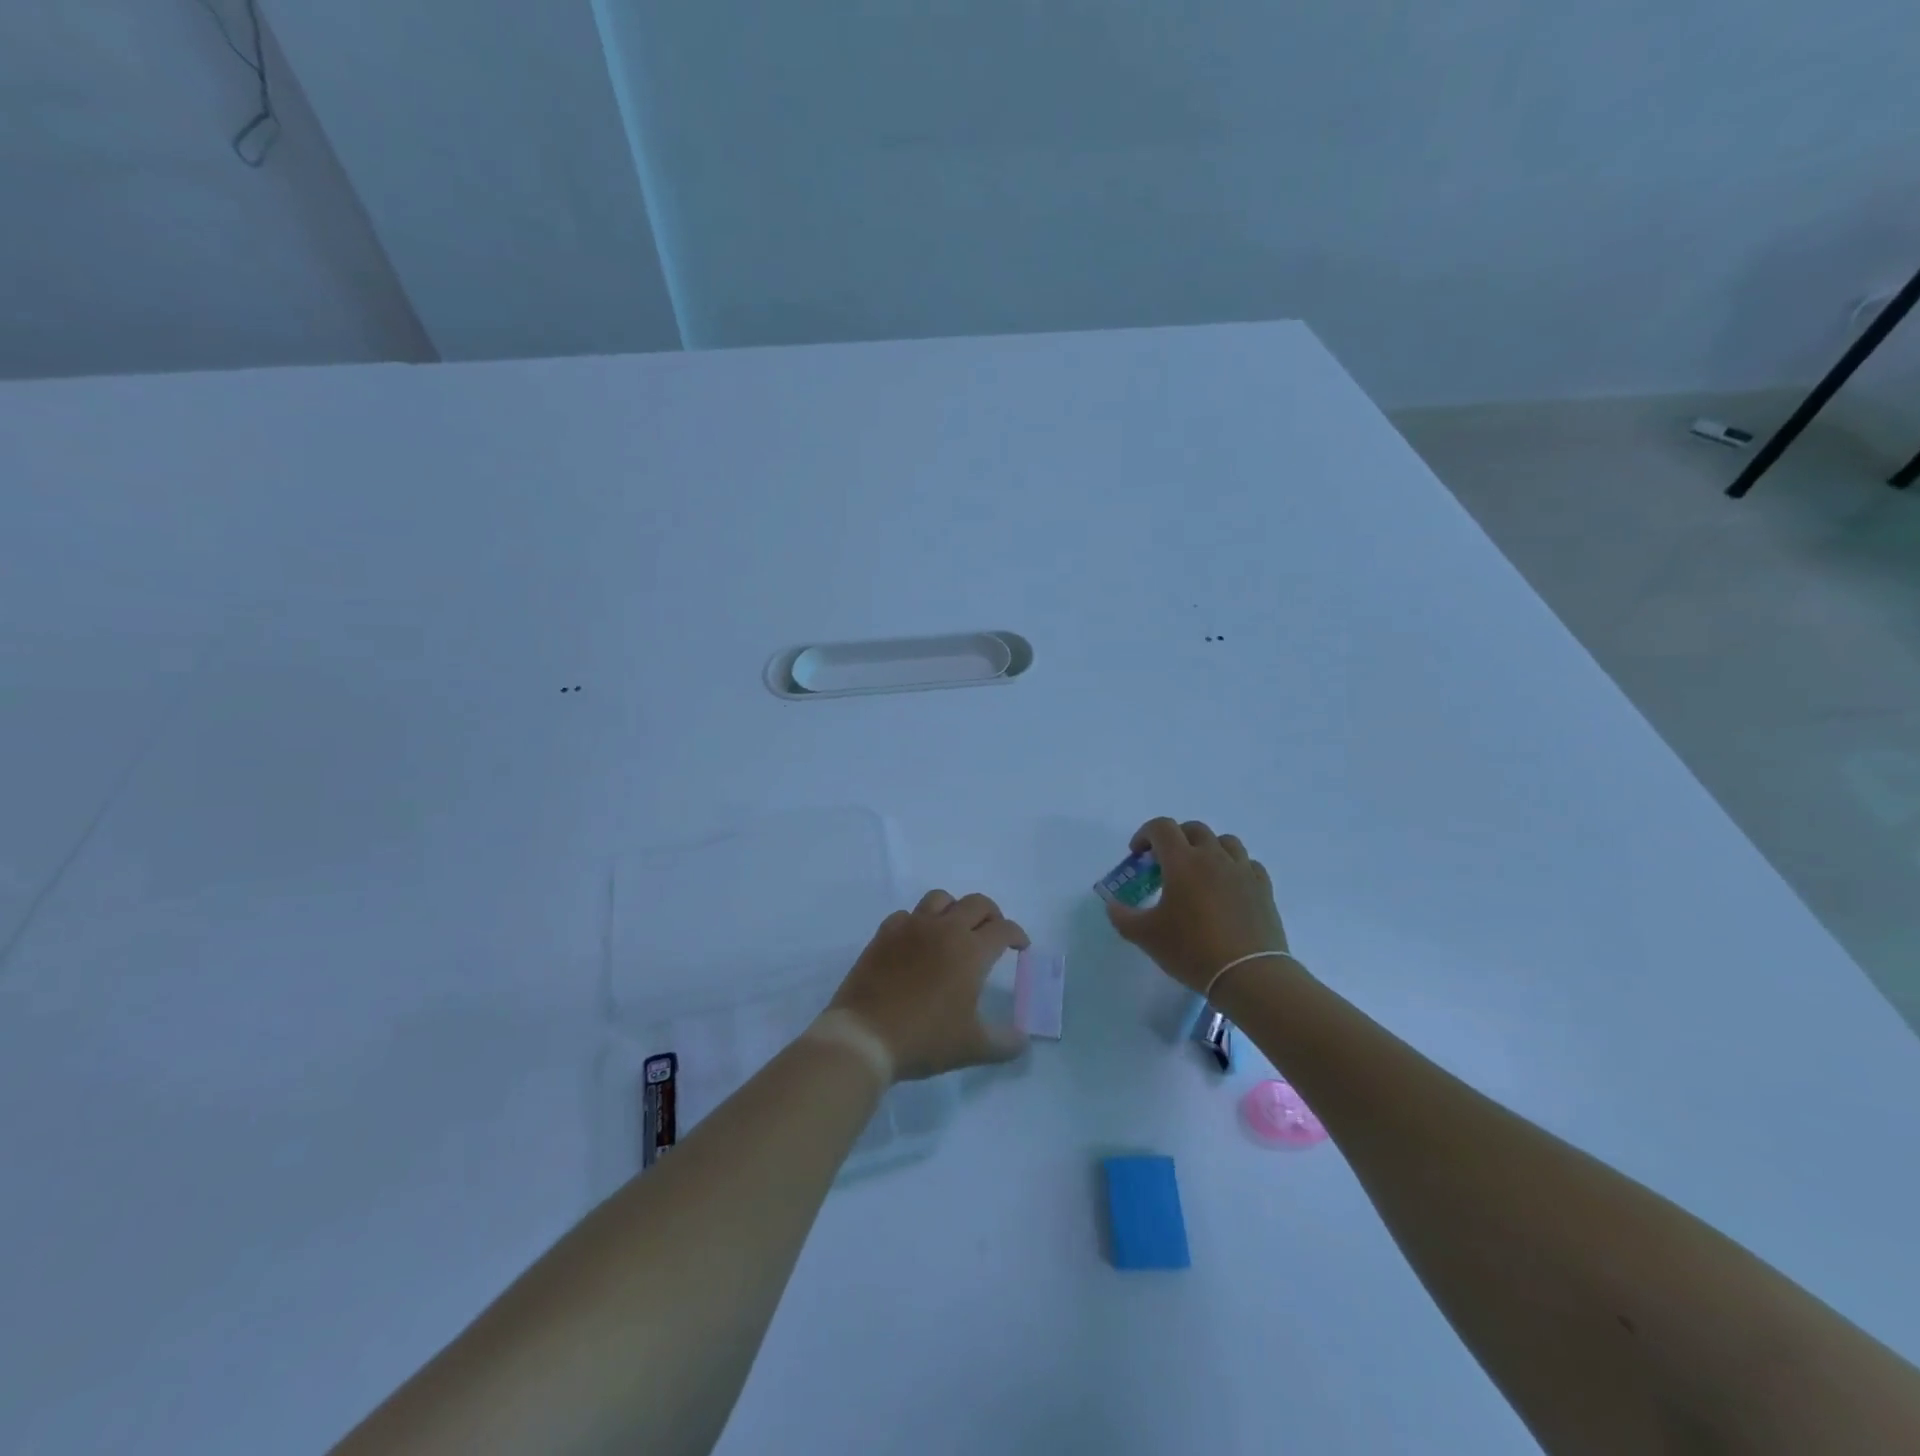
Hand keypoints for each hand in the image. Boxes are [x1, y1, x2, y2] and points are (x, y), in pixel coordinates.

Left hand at [827, 891, 1029, 1081]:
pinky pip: (907, 914)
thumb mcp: (973, 1047)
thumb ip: (1005, 1042)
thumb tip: (1023, 1039)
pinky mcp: (885, 933)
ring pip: (940, 898)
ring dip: (955, 909)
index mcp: (971, 951)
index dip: (1017, 935)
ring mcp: (911, 927)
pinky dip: (919, 922)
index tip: (1020, 947)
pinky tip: (917, 942)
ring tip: (955, 930)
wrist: (865, 1036)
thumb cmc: (924, 1039)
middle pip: (976, 903)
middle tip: (993, 933)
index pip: (1003, 929)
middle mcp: (944, 929)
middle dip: (992, 914)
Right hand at [1105, 818, 1290, 992]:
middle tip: (1165, 864)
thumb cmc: (1192, 950)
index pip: (1161, 828)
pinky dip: (1234, 867)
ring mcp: (1243, 871)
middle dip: (1175, 839)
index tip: (1137, 855)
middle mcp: (1214, 857)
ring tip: (1200, 871)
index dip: (1144, 834)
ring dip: (1207, 848)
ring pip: (1225, 842)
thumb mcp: (1146, 936)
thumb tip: (1112, 905)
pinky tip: (1228, 886)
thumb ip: (1122, 916)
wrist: (1249, 975)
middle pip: (1193, 829)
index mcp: (1182, 861)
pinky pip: (1248, 864)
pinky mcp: (1263, 888)